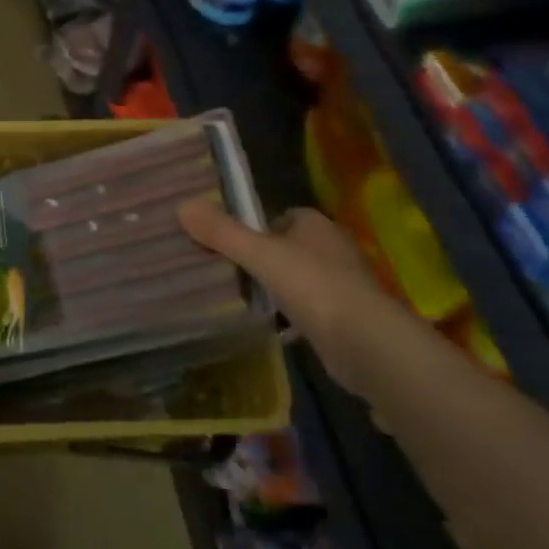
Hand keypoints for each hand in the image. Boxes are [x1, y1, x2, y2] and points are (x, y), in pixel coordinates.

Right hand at [179, 200, 386, 375]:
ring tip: (241, 300)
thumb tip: (182, 205)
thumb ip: (222, 233)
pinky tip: (269, 328)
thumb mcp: (260, 255)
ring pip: (298, 279)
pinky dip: (291, 317)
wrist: (366, 343)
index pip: (281, 217)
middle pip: (288, 248)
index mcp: (316, 225)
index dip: (255, 228)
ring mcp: (342, 285)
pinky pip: (309, 310)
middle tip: (227, 273)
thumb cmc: (313, 286)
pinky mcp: (345, 318)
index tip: (229, 245)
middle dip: (263, 259)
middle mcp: (333, 249)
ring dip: (277, 289)